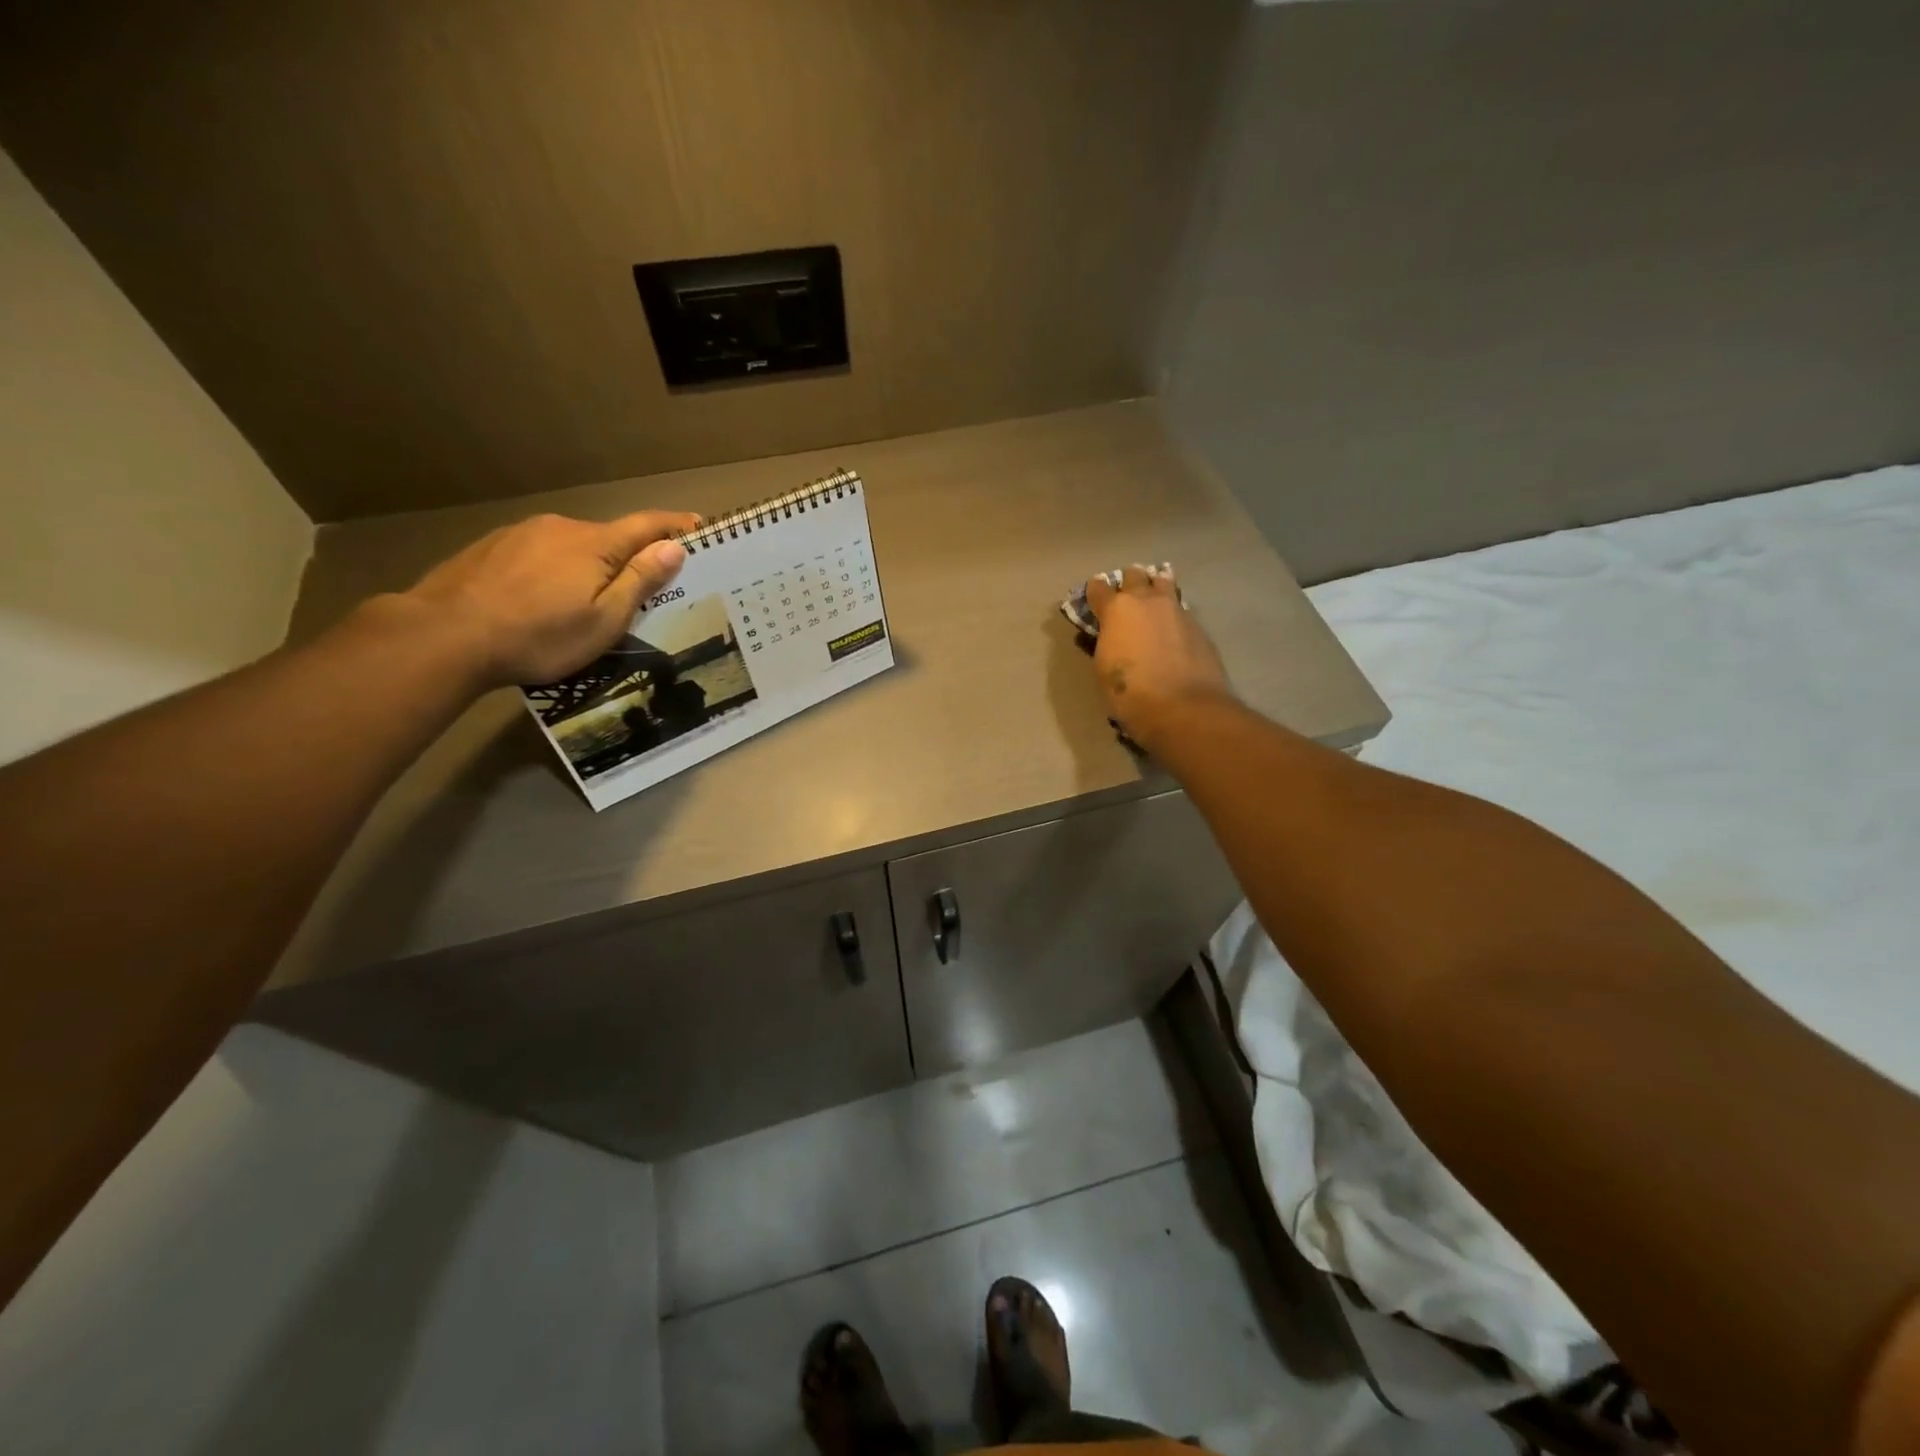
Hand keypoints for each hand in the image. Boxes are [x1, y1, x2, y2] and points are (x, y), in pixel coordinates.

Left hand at [402, 510, 699, 687]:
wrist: (446, 635)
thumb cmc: (540, 635)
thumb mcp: (605, 619)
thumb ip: (641, 579)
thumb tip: (674, 546)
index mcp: (595, 544)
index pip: (647, 525)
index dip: (676, 526)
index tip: (699, 527)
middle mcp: (561, 527)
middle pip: (609, 536)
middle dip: (630, 555)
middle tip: (644, 587)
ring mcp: (521, 534)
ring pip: (571, 545)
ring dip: (588, 565)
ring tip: (587, 600)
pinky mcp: (490, 548)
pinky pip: (538, 553)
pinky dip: (553, 570)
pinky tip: (542, 598)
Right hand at [1086, 565, 1233, 751]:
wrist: (1183, 707)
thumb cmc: (1130, 692)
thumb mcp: (1103, 668)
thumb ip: (1104, 643)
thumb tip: (1107, 635)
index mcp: (1116, 609)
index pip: (1098, 588)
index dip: (1094, 592)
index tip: (1093, 598)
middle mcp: (1147, 601)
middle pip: (1135, 575)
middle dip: (1128, 583)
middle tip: (1127, 597)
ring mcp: (1177, 609)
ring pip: (1164, 583)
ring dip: (1156, 587)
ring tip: (1154, 600)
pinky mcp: (1198, 626)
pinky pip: (1181, 609)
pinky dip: (1173, 614)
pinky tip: (1174, 629)